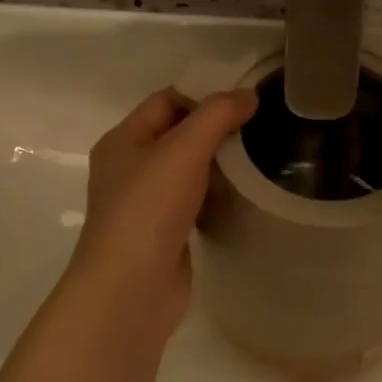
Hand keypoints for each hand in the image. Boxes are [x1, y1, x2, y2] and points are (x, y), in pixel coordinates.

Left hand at [70, 87, 257, 339]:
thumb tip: (247, 95)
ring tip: (258, 158)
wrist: (132, 286)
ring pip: (186, 171)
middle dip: (214, 130)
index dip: (203, 94)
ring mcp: (145, 204)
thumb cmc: (149, 207)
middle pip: (177, 135)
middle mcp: (129, 169)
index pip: (166, 101)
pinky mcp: (163, 234)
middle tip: (259, 128)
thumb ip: (217, 115)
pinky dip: (215, 196)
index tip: (246, 99)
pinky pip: (193, 203)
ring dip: (217, 165)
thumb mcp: (184, 149)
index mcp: (122, 141)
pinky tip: (241, 197)